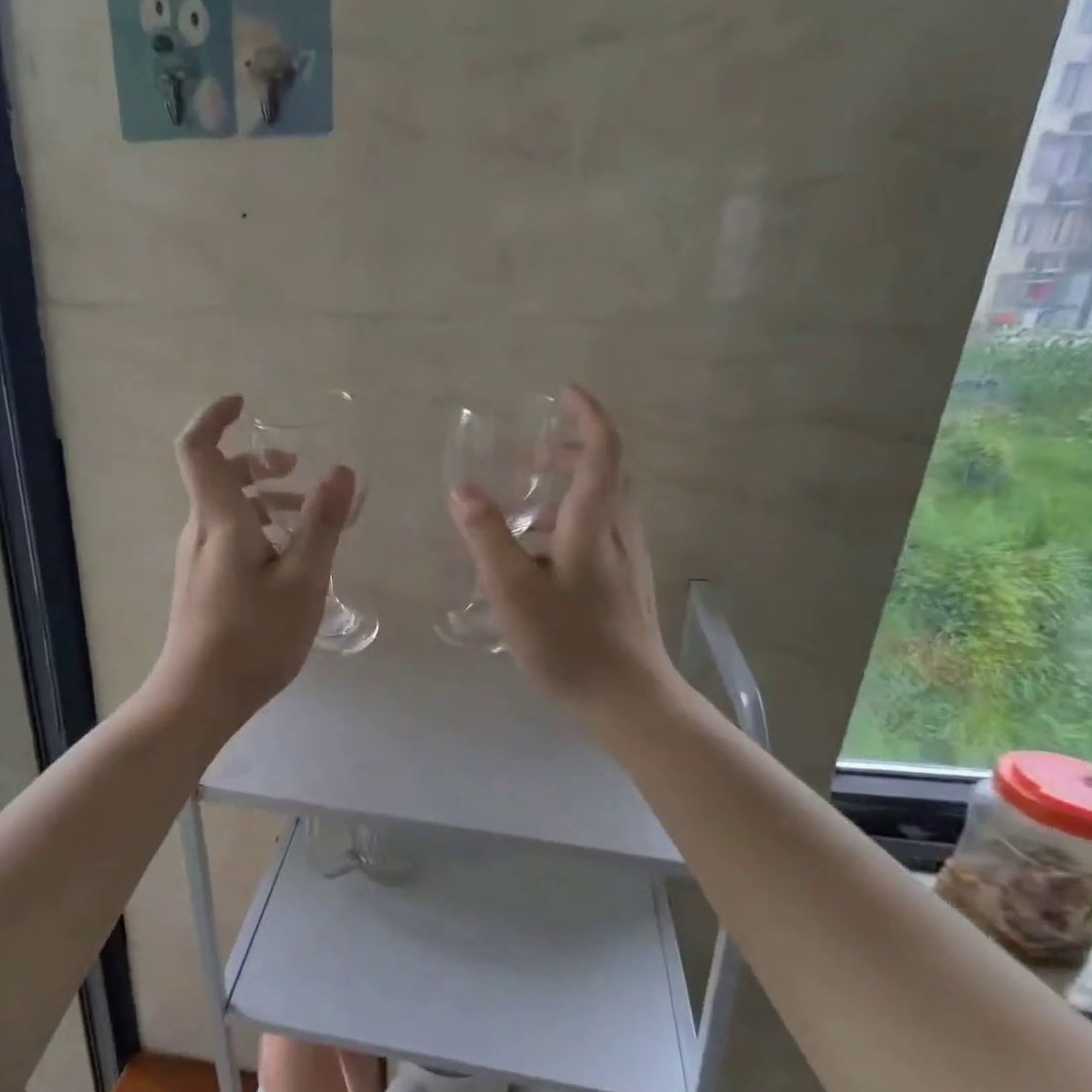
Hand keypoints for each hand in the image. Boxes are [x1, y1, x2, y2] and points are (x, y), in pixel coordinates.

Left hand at [150, 395, 354, 727]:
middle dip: (258, 461)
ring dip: (264, 498)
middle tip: (298, 470)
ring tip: (306, 518)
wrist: (199, 697)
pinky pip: (228, 535)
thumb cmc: (254, 638)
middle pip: (218, 475)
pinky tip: (290, 559)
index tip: (246, 404)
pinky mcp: (202, 581)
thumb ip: (322, 523)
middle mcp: (200, 530)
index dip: (215, 416)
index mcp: (219, 519)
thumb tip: (341, 471)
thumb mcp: (303, 580)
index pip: (198, 448)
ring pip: (226, 508)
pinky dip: (258, 528)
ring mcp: (197, 557)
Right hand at [448, 385, 676, 714]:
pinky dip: (569, 520)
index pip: (603, 448)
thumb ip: (487, 535)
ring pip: (602, 503)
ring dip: (566, 487)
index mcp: (595, 522)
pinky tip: (538, 555)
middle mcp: (620, 530)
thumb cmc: (570, 641)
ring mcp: (628, 558)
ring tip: (519, 507)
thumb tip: (462, 488)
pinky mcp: (626, 582)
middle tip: (523, 455)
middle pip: (604, 471)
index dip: (587, 414)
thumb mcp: (514, 589)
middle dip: (566, 451)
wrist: (629, 698)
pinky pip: (599, 530)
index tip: (563, 393)